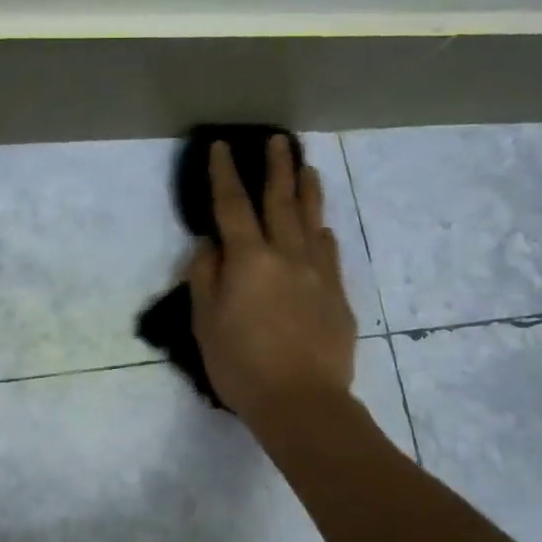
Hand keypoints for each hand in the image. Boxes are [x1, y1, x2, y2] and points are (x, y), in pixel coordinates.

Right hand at [187, 135, 356, 430]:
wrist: (302, 401)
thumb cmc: (241, 365)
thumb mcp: (205, 324)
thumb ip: (205, 278)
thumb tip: (208, 245)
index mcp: (249, 260)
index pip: (232, 206)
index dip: (224, 174)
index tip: (222, 147)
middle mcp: (286, 255)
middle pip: (280, 202)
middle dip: (277, 168)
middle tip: (279, 141)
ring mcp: (318, 273)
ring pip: (312, 221)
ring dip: (308, 191)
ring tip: (308, 168)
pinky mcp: (337, 295)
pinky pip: (330, 253)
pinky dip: (322, 234)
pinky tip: (322, 229)